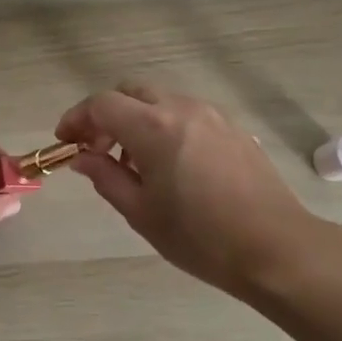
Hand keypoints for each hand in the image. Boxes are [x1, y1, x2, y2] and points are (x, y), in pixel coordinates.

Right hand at [56, 83, 341, 312]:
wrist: (276, 248)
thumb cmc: (200, 237)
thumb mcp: (141, 212)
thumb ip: (105, 177)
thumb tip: (83, 157)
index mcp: (154, 127)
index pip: (102, 104)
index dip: (77, 118)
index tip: (65, 142)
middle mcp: (182, 108)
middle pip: (131, 92)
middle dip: (106, 115)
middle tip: (95, 150)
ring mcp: (212, 115)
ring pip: (160, 100)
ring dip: (136, 119)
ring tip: (132, 163)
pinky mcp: (233, 129)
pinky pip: (185, 113)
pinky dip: (164, 125)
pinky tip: (168, 165)